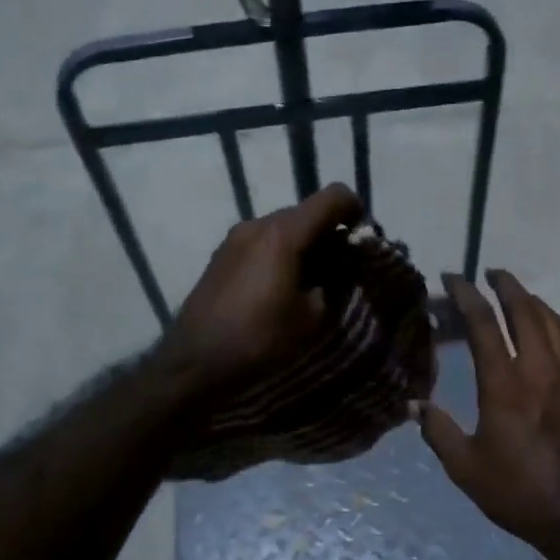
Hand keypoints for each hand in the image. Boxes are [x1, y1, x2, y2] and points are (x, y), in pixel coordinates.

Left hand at [158, 183, 363, 402]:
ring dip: (306, 245)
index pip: (333, 197)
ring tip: (312, 282)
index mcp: (283, 234)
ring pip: (284, 227)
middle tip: (343, 269)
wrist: (195, 363)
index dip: (357, 211)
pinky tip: (282, 287)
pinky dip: (282, 253)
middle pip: (307, 212)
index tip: (363, 241)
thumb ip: (334, 282)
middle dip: (331, 233)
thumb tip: (341, 267)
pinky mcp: (222, 254)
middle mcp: (257, 224)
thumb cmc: (259, 340)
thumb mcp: (312, 316)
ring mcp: (235, 237)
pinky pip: (263, 241)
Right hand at [417, 271, 559, 559]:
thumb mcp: (466, 469)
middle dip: (506, 286)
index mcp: (505, 385)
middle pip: (525, 311)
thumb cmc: (519, 493)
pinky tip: (545, 329)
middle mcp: (540, 370)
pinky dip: (552, 323)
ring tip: (517, 293)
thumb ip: (438, 431)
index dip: (467, 295)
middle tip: (491, 273)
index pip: (484, 325)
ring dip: (532, 300)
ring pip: (552, 322)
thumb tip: (414, 403)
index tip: (454, 278)